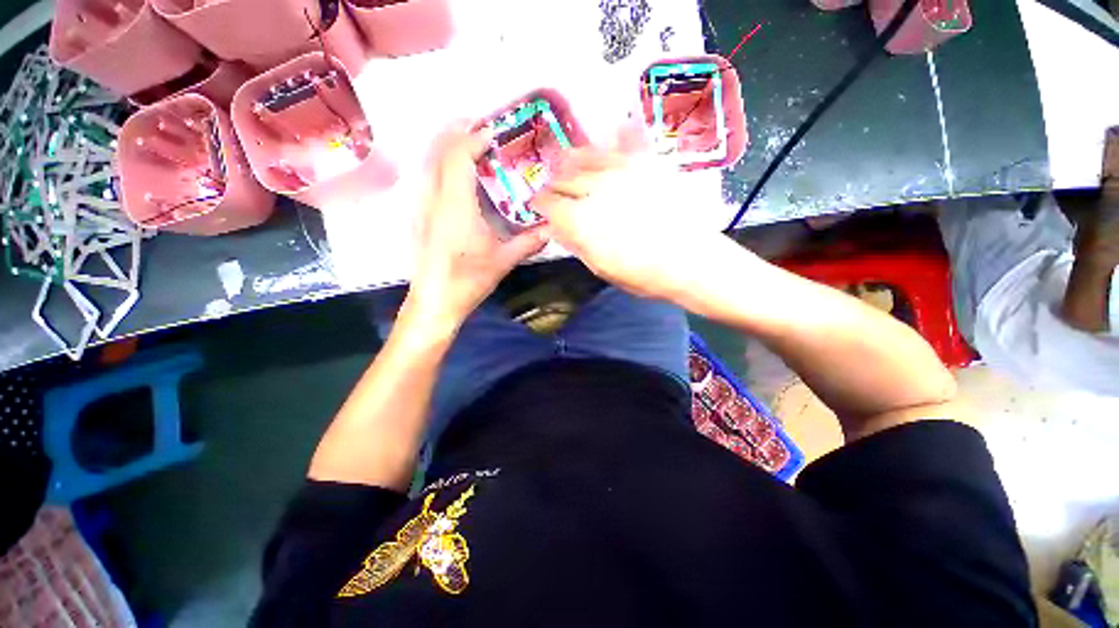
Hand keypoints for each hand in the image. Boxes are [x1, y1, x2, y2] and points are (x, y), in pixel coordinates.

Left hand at [406, 124, 547, 328]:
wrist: (435, 300)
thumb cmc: (468, 280)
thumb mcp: (503, 261)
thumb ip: (529, 242)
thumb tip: (552, 228)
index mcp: (455, 205)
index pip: (457, 155)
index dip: (473, 138)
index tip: (493, 133)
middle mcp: (434, 197)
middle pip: (439, 150)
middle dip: (458, 131)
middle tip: (482, 126)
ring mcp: (423, 205)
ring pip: (430, 161)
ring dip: (449, 145)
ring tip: (471, 143)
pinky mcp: (421, 214)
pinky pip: (429, 176)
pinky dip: (443, 163)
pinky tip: (459, 173)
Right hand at [533, 146, 719, 300]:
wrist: (691, 261)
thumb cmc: (642, 274)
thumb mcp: (600, 268)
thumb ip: (575, 243)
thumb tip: (555, 227)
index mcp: (580, 219)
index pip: (548, 203)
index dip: (540, 204)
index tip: (538, 207)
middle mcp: (594, 188)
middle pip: (563, 178)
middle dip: (554, 185)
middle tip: (554, 191)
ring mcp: (621, 172)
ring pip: (585, 155)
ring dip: (573, 161)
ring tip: (570, 165)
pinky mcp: (646, 164)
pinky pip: (625, 141)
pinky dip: (615, 135)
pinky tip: (613, 129)